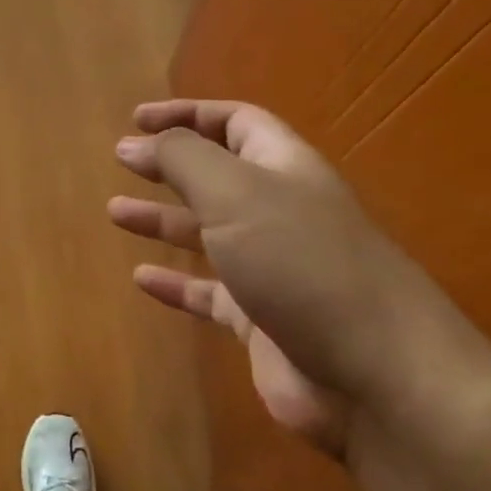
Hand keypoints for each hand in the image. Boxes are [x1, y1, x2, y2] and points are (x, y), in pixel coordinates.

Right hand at [107, 100, 471, 458]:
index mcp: (283, 169)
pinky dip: (175, 284)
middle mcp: (280, 212)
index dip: (188, 114)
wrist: (374, 376)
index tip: (137, 120)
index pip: (235, 122)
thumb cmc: (301, 263)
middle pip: (219, 175)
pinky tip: (142, 280)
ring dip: (164, 220)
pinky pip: (209, 293)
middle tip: (123, 161)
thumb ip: (183, 159)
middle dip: (171, 164)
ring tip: (116, 212)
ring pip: (209, 233)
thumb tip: (136, 141)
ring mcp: (273, 269)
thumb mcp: (235, 194)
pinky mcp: (261, 321)